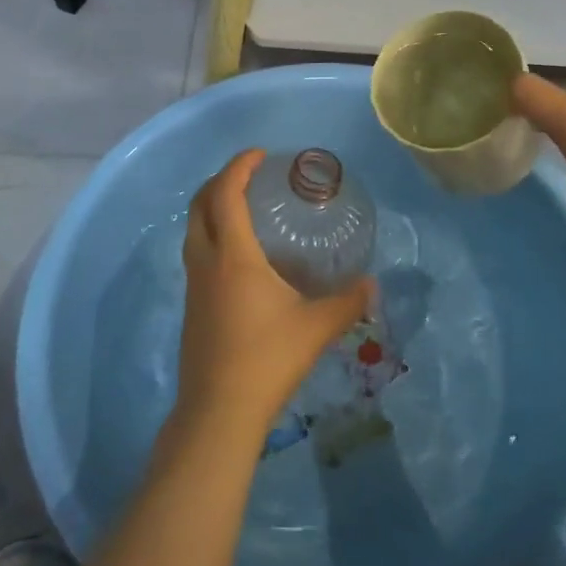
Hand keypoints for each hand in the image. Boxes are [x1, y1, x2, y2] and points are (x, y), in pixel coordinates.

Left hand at [175, 150, 373, 446]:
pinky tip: (238, 258)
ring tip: (242, 209)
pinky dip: (211, 236)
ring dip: (211, 209)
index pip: (226, 193)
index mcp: (233, 256)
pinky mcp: (192, 307)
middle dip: (219, 181)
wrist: (219, 411)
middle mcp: (206, 262)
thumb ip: (348, 302)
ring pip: (192, 231)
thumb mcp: (317, 327)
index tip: (260, 154)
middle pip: (199, 205)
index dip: (239, 166)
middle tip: (248, 176)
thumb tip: (373, 285)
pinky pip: (196, 255)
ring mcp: (194, 286)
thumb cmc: (268, 359)